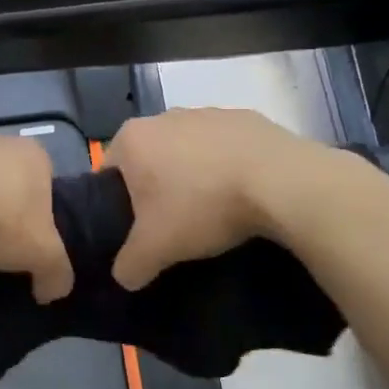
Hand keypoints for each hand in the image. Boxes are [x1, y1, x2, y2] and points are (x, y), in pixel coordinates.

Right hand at [105, 108, 318, 289]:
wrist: (282, 182)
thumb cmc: (202, 207)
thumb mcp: (155, 249)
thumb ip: (129, 265)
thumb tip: (124, 277)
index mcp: (132, 138)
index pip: (107, 171)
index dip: (115, 203)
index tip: (135, 229)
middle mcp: (164, 116)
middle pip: (148, 159)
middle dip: (155, 188)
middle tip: (171, 224)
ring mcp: (208, 112)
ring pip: (187, 151)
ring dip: (193, 176)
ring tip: (211, 210)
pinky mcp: (246, 118)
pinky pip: (225, 148)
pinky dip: (227, 168)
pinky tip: (241, 194)